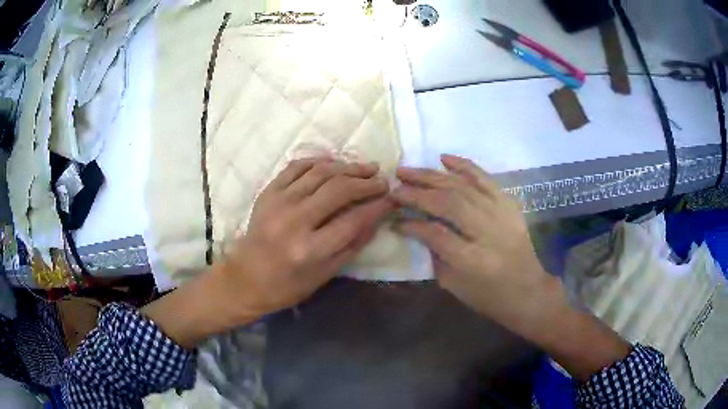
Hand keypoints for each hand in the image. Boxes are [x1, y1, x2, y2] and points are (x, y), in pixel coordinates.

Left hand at [220, 158, 393, 319]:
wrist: (245, 278)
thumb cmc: (287, 285)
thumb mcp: (325, 275)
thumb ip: (352, 246)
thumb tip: (376, 218)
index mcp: (309, 250)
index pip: (353, 220)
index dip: (377, 207)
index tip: (392, 199)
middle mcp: (294, 221)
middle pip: (339, 190)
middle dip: (366, 183)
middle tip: (382, 180)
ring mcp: (278, 203)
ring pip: (320, 173)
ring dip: (347, 167)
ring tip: (366, 168)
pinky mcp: (268, 192)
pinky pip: (296, 167)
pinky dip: (318, 161)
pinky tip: (335, 163)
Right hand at [392, 155, 629, 379]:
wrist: (529, 292)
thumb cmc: (490, 297)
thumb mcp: (455, 286)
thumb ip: (435, 255)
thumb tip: (418, 228)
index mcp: (473, 261)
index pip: (435, 233)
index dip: (411, 224)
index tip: (394, 218)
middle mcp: (488, 232)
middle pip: (448, 203)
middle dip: (417, 192)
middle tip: (394, 184)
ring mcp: (502, 215)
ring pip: (463, 187)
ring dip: (432, 176)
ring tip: (409, 170)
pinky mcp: (509, 205)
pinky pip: (486, 179)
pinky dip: (465, 166)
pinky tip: (444, 158)